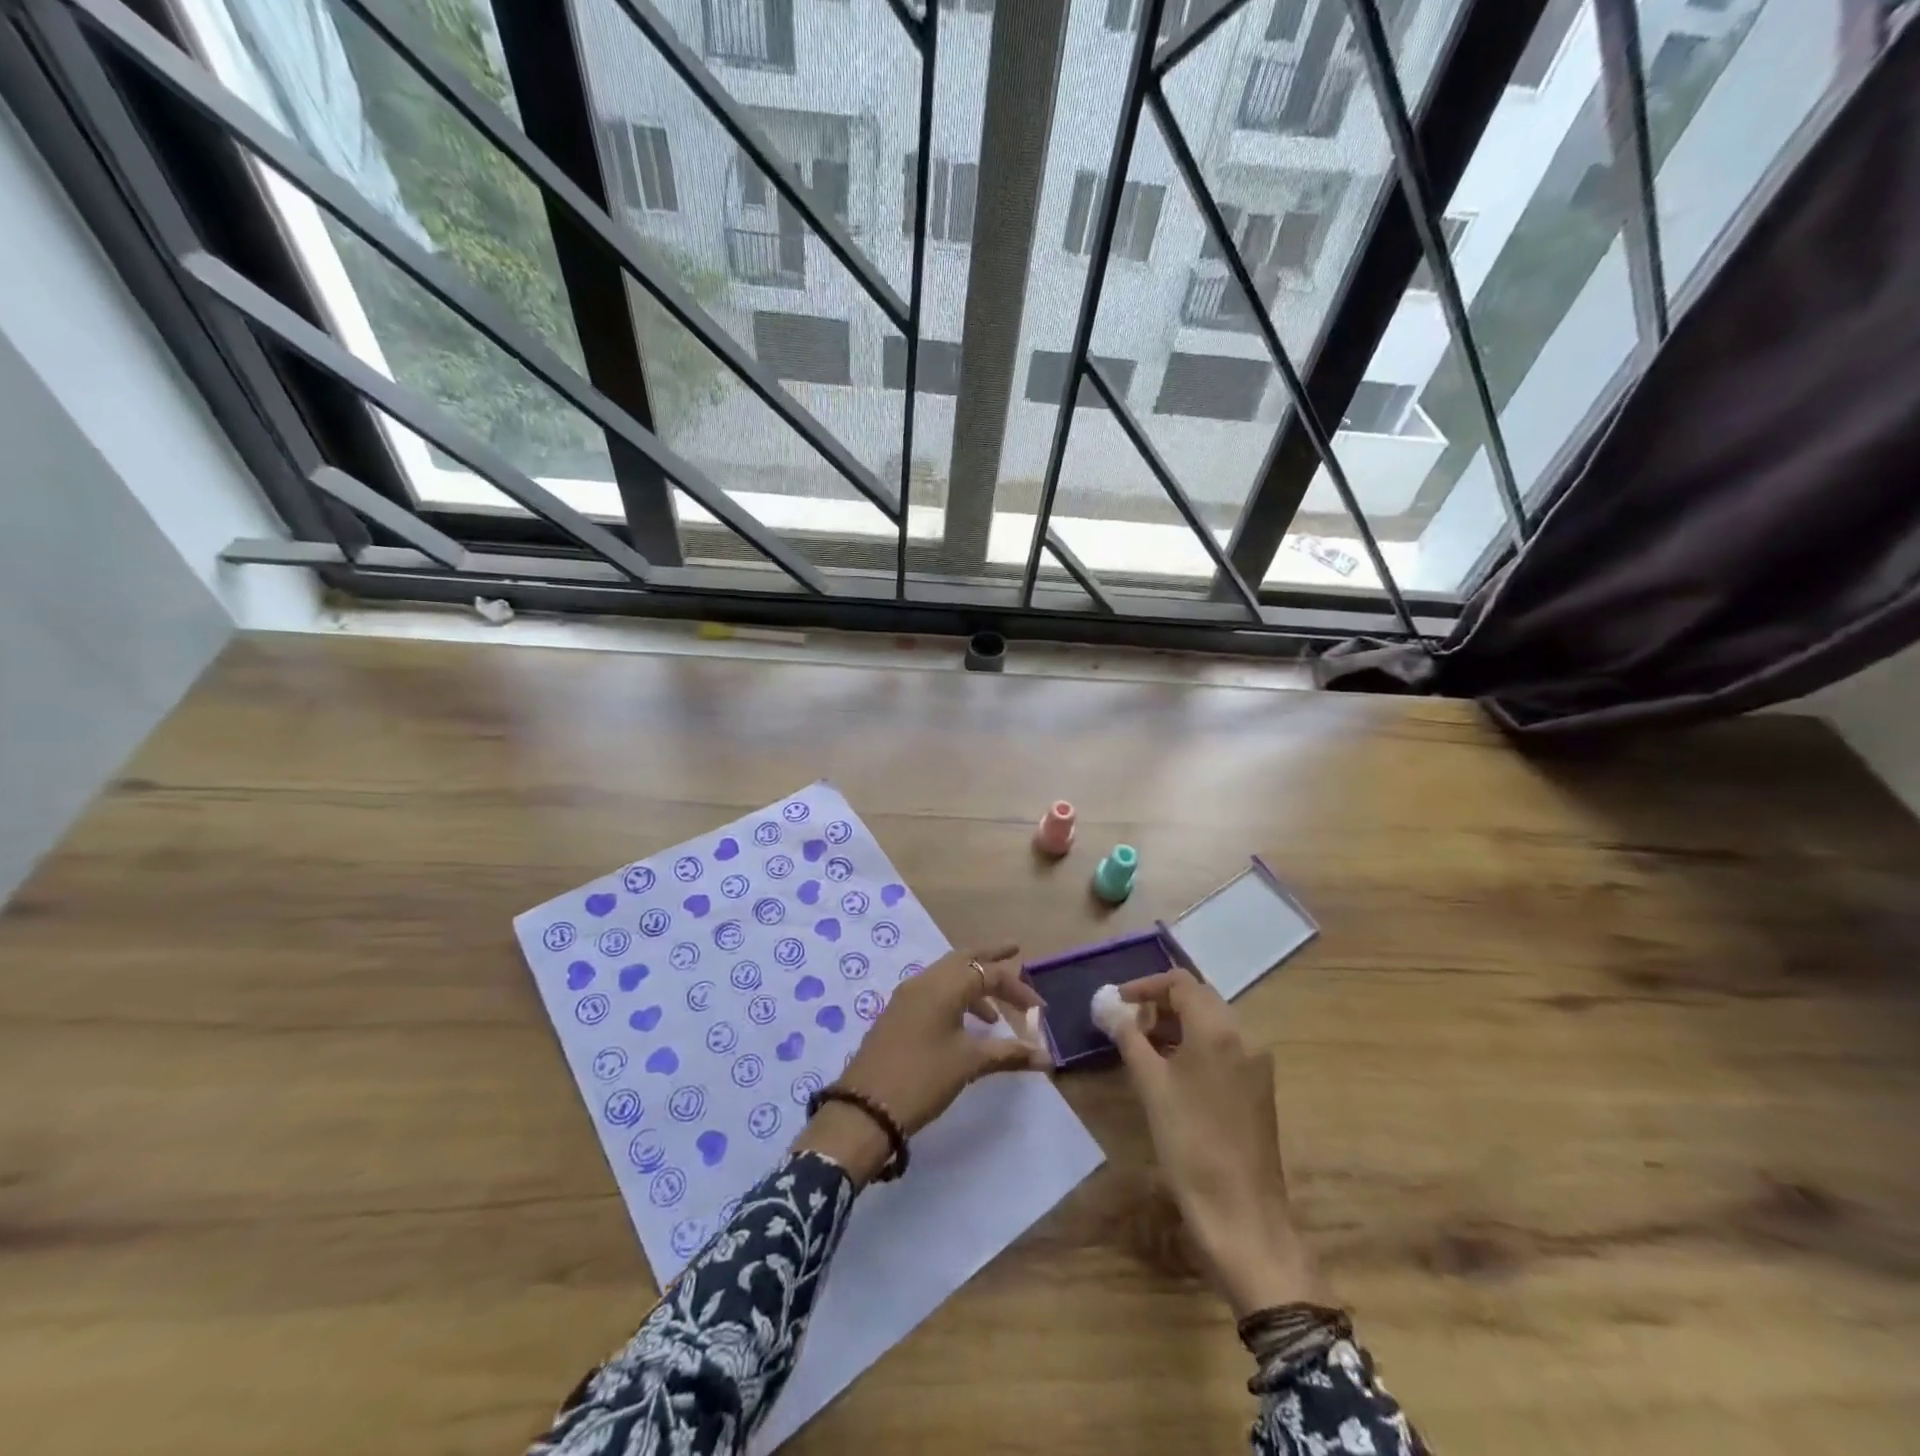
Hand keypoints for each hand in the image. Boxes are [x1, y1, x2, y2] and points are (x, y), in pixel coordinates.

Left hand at [796, 945, 1049, 1184]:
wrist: (866, 1108)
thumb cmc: (923, 1078)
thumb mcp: (968, 1064)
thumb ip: (1008, 1053)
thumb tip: (1044, 1056)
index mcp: (943, 985)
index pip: (988, 973)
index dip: (1018, 989)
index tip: (1040, 1010)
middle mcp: (924, 981)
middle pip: (963, 958)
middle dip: (990, 957)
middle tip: (1014, 951)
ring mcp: (907, 996)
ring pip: (947, 975)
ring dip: (974, 984)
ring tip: (997, 1013)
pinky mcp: (898, 1014)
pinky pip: (934, 991)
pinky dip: (956, 997)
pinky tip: (967, 1026)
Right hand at [1109, 968, 1328, 1315]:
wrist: (1241, 1213)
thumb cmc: (1189, 1142)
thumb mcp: (1150, 1085)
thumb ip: (1129, 1037)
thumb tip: (1109, 1008)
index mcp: (1218, 1028)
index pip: (1181, 982)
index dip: (1146, 985)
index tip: (1118, 1002)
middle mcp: (1244, 1035)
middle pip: (1199, 998)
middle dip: (1161, 1003)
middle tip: (1128, 1022)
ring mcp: (1256, 1061)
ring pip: (1213, 1022)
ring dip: (1178, 1023)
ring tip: (1142, 1045)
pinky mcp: (1258, 1086)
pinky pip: (1224, 1046)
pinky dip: (1195, 1044)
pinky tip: (1171, 1069)